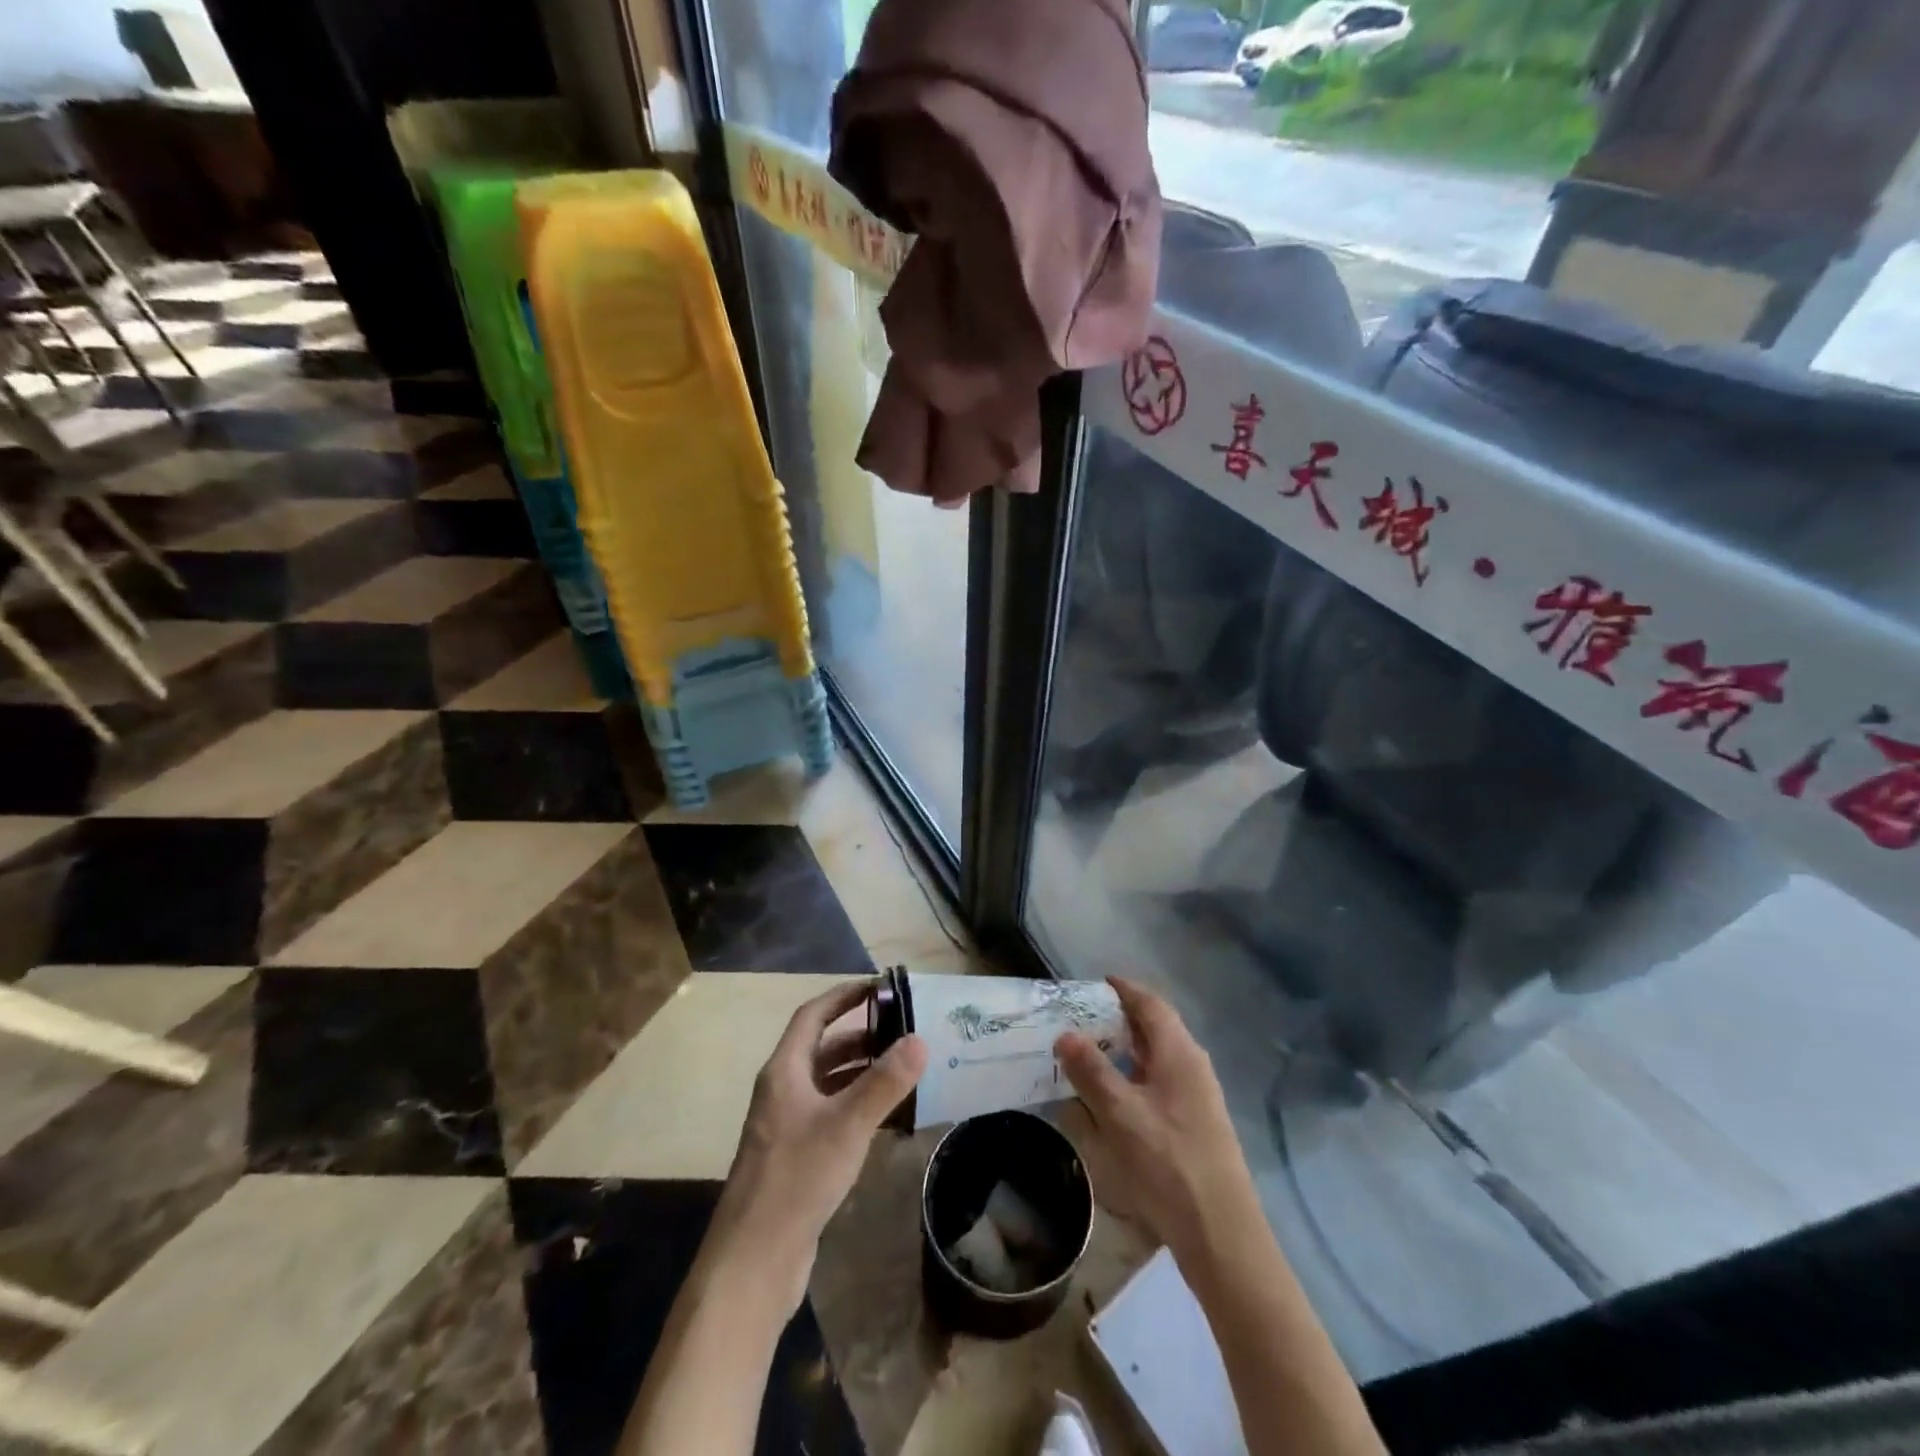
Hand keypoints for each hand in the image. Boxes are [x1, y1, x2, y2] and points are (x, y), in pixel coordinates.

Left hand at [707, 980, 927, 1314]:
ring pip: (827, 1084)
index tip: (879, 986)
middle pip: (822, 1048)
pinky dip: (856, 1106)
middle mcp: (782, 1092)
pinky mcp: (796, 1158)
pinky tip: (886, 1118)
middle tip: (902, 1031)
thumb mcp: (847, 1125)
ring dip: (861, 1072)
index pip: (813, 1016)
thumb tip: (919, 1039)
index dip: (843, 996)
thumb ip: (885, 1082)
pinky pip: (830, 1115)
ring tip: (902, 1069)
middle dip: (860, 1035)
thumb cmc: (797, 1179)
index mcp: (784, 1071)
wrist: (754, 1262)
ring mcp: (787, 1127)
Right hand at [1055, 977, 1258, 1265]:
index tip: (1097, 982)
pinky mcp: (1197, 1124)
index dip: (1124, 989)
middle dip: (1122, 1018)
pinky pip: (1162, 1082)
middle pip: (1157, 1028)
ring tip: (1092, 1053)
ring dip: (1128, 1049)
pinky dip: (1136, 1075)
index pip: (1151, 1004)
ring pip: (1159, 1057)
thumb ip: (1091, 1071)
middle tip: (1084, 1017)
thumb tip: (1065, 1034)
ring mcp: (1199, 1097)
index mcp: (1179, 1053)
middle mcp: (1193, 1066)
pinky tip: (1116, 1096)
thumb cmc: (1169, 1162)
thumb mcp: (1120, 1114)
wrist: (1221, 1233)